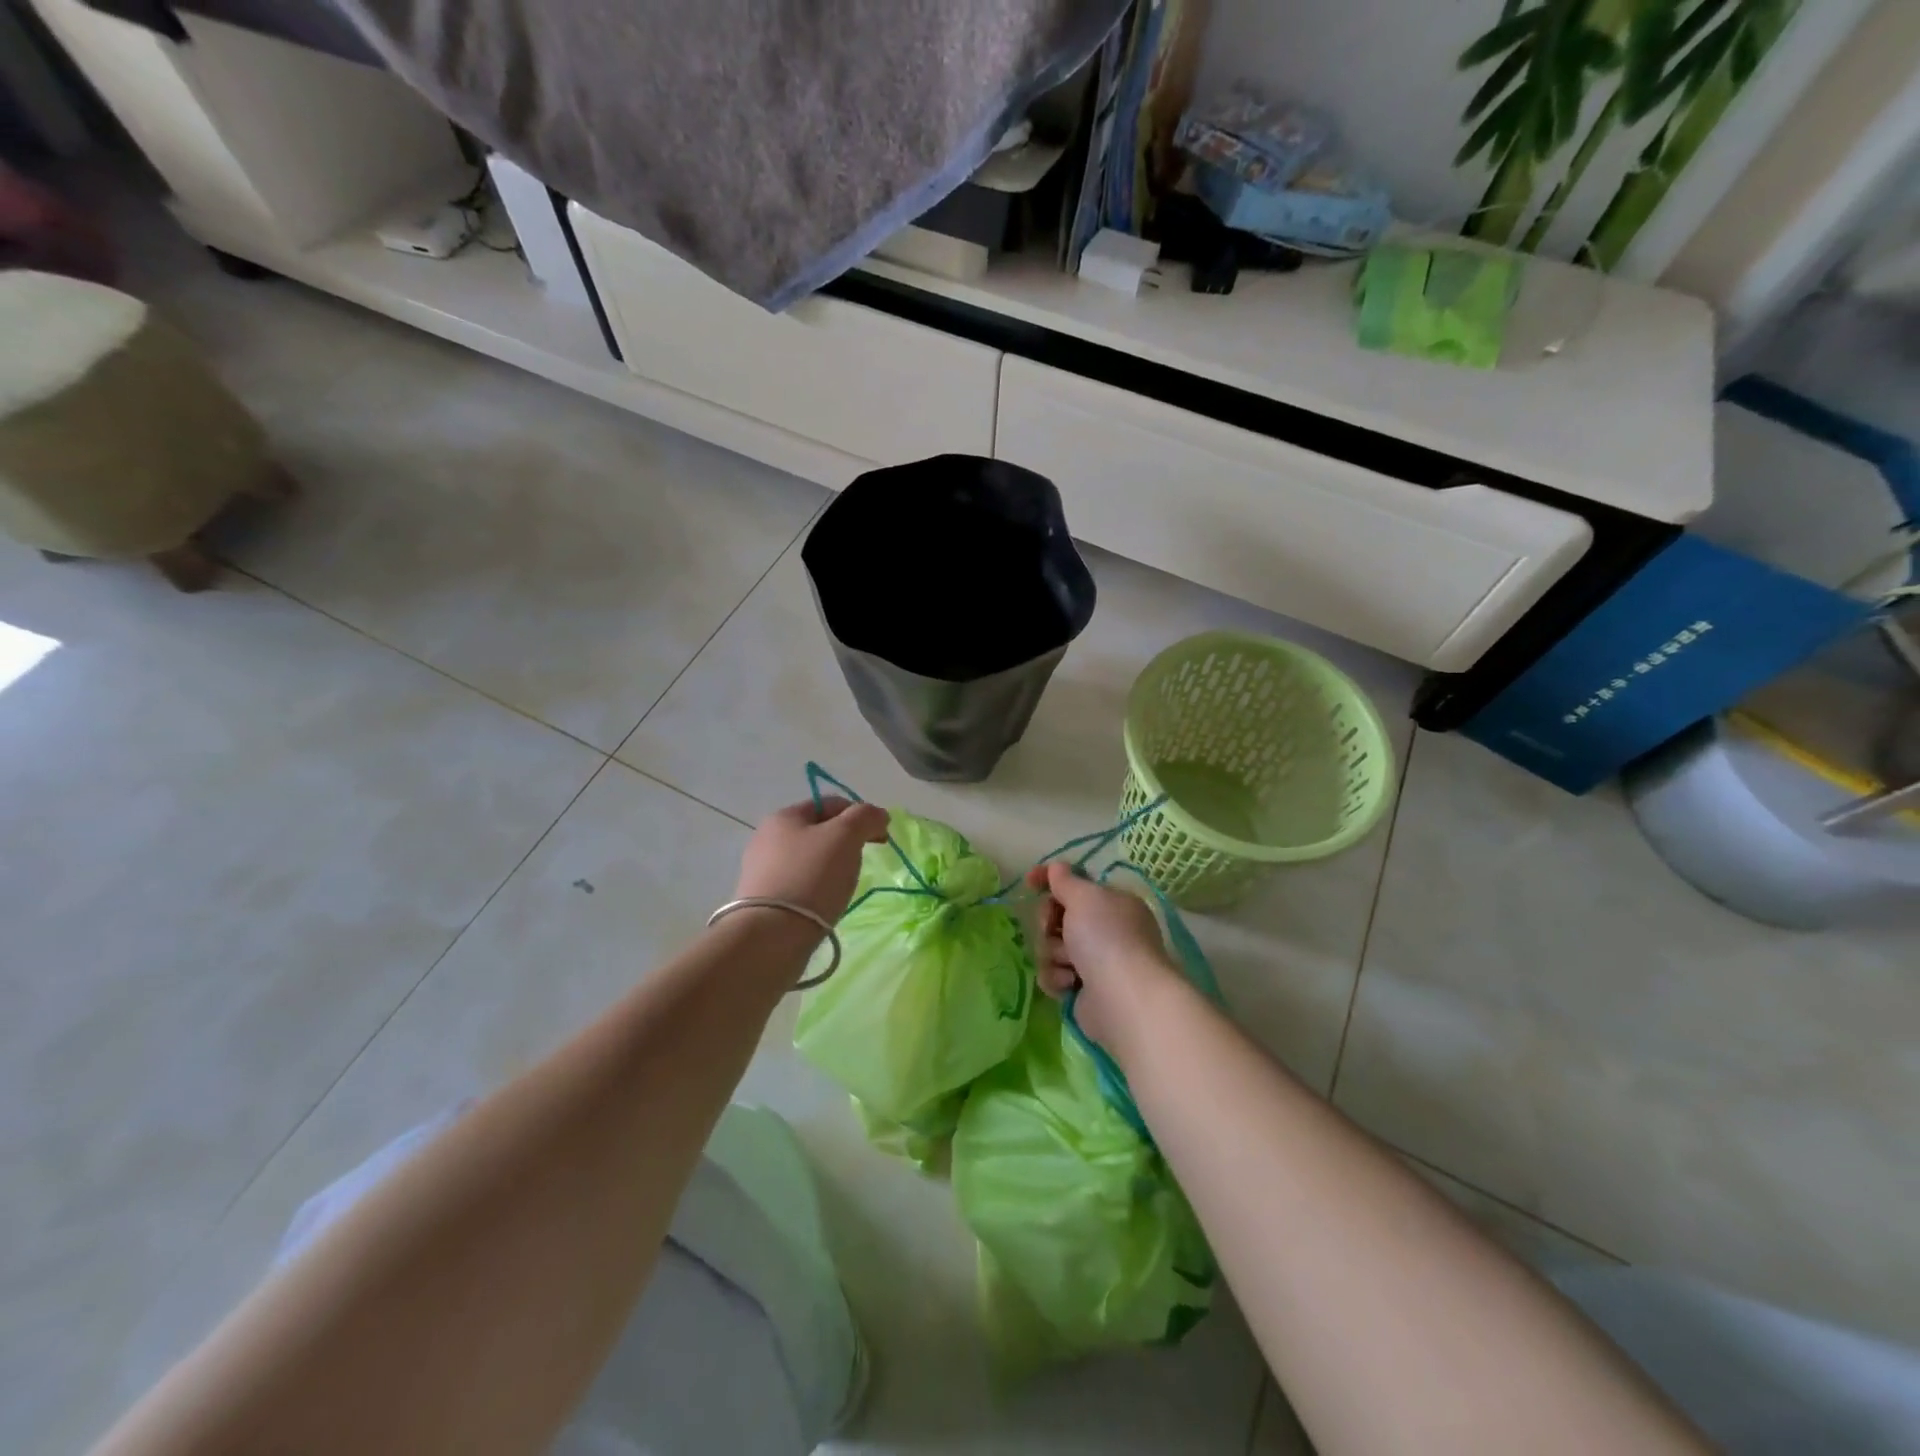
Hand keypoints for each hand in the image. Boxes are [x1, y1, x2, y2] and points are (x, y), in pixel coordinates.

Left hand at [735, 797, 889, 925]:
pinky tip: (824, 902)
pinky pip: (799, 883)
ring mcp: (762, 870)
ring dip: (831, 866)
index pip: (830, 803)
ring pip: (809, 858)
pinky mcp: (763, 900)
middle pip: (818, 830)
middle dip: (846, 841)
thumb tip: (878, 815)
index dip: (860, 814)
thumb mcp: (845, 836)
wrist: (771, 935)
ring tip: (844, 885)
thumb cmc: (811, 876)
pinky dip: (816, 887)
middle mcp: (767, 838)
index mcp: (784, 816)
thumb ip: (865, 817)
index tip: (880, 837)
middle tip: (862, 860)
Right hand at [1023, 861, 1179, 1055]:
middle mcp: (1106, 930)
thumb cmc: (1106, 938)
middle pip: (1059, 916)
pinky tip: (1070, 984)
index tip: (1029, 882)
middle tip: (1051, 928)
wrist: (1123, 999)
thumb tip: (1057, 868)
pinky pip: (1054, 975)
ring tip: (1070, 965)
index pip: (1076, 883)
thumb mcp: (1084, 897)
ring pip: (1052, 947)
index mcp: (1112, 903)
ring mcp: (1095, 962)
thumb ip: (1065, 880)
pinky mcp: (1083, 990)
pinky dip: (1058, 978)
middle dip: (1049, 923)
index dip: (1050, 880)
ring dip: (1054, 954)